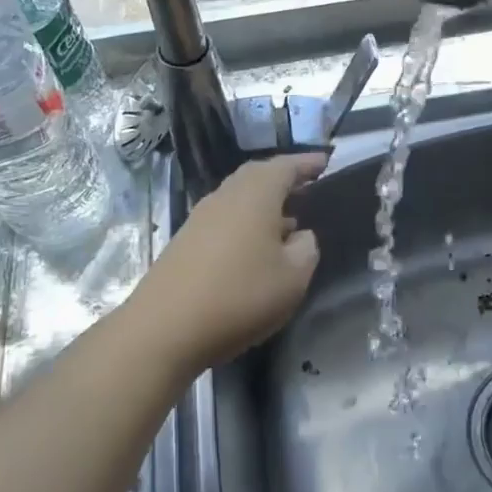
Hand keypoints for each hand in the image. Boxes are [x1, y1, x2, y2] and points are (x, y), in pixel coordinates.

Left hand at [128, 153, 325, 373]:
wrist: (165, 329)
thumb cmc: (240, 296)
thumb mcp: (294, 277)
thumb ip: (306, 248)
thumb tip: (299, 235)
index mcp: (255, 195)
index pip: (285, 166)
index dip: (307, 164)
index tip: (326, 163)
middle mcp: (225, 196)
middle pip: (257, 176)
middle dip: (283, 180)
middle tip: (307, 189)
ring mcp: (200, 219)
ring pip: (238, 198)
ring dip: (263, 204)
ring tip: (287, 222)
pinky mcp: (185, 242)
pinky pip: (224, 220)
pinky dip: (245, 224)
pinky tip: (255, 249)